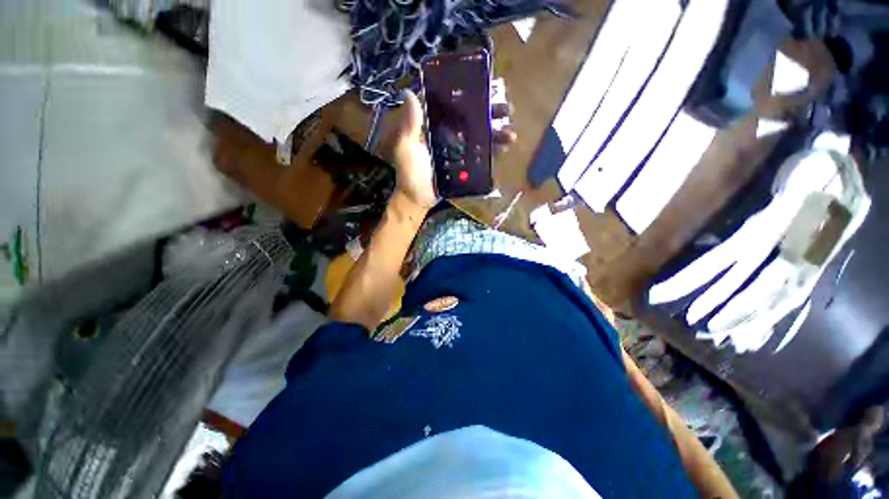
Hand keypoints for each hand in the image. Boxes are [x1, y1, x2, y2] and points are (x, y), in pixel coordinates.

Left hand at [383, 89, 517, 211]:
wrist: (417, 199)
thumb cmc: (409, 173)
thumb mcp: (406, 148)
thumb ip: (410, 125)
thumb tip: (409, 92)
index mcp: (434, 125)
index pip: (453, 104)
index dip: (469, 94)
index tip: (487, 87)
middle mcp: (448, 134)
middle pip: (472, 119)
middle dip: (491, 113)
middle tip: (507, 110)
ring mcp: (458, 150)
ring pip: (480, 137)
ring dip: (497, 134)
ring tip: (511, 135)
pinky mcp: (464, 166)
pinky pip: (480, 156)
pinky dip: (493, 153)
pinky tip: (504, 150)